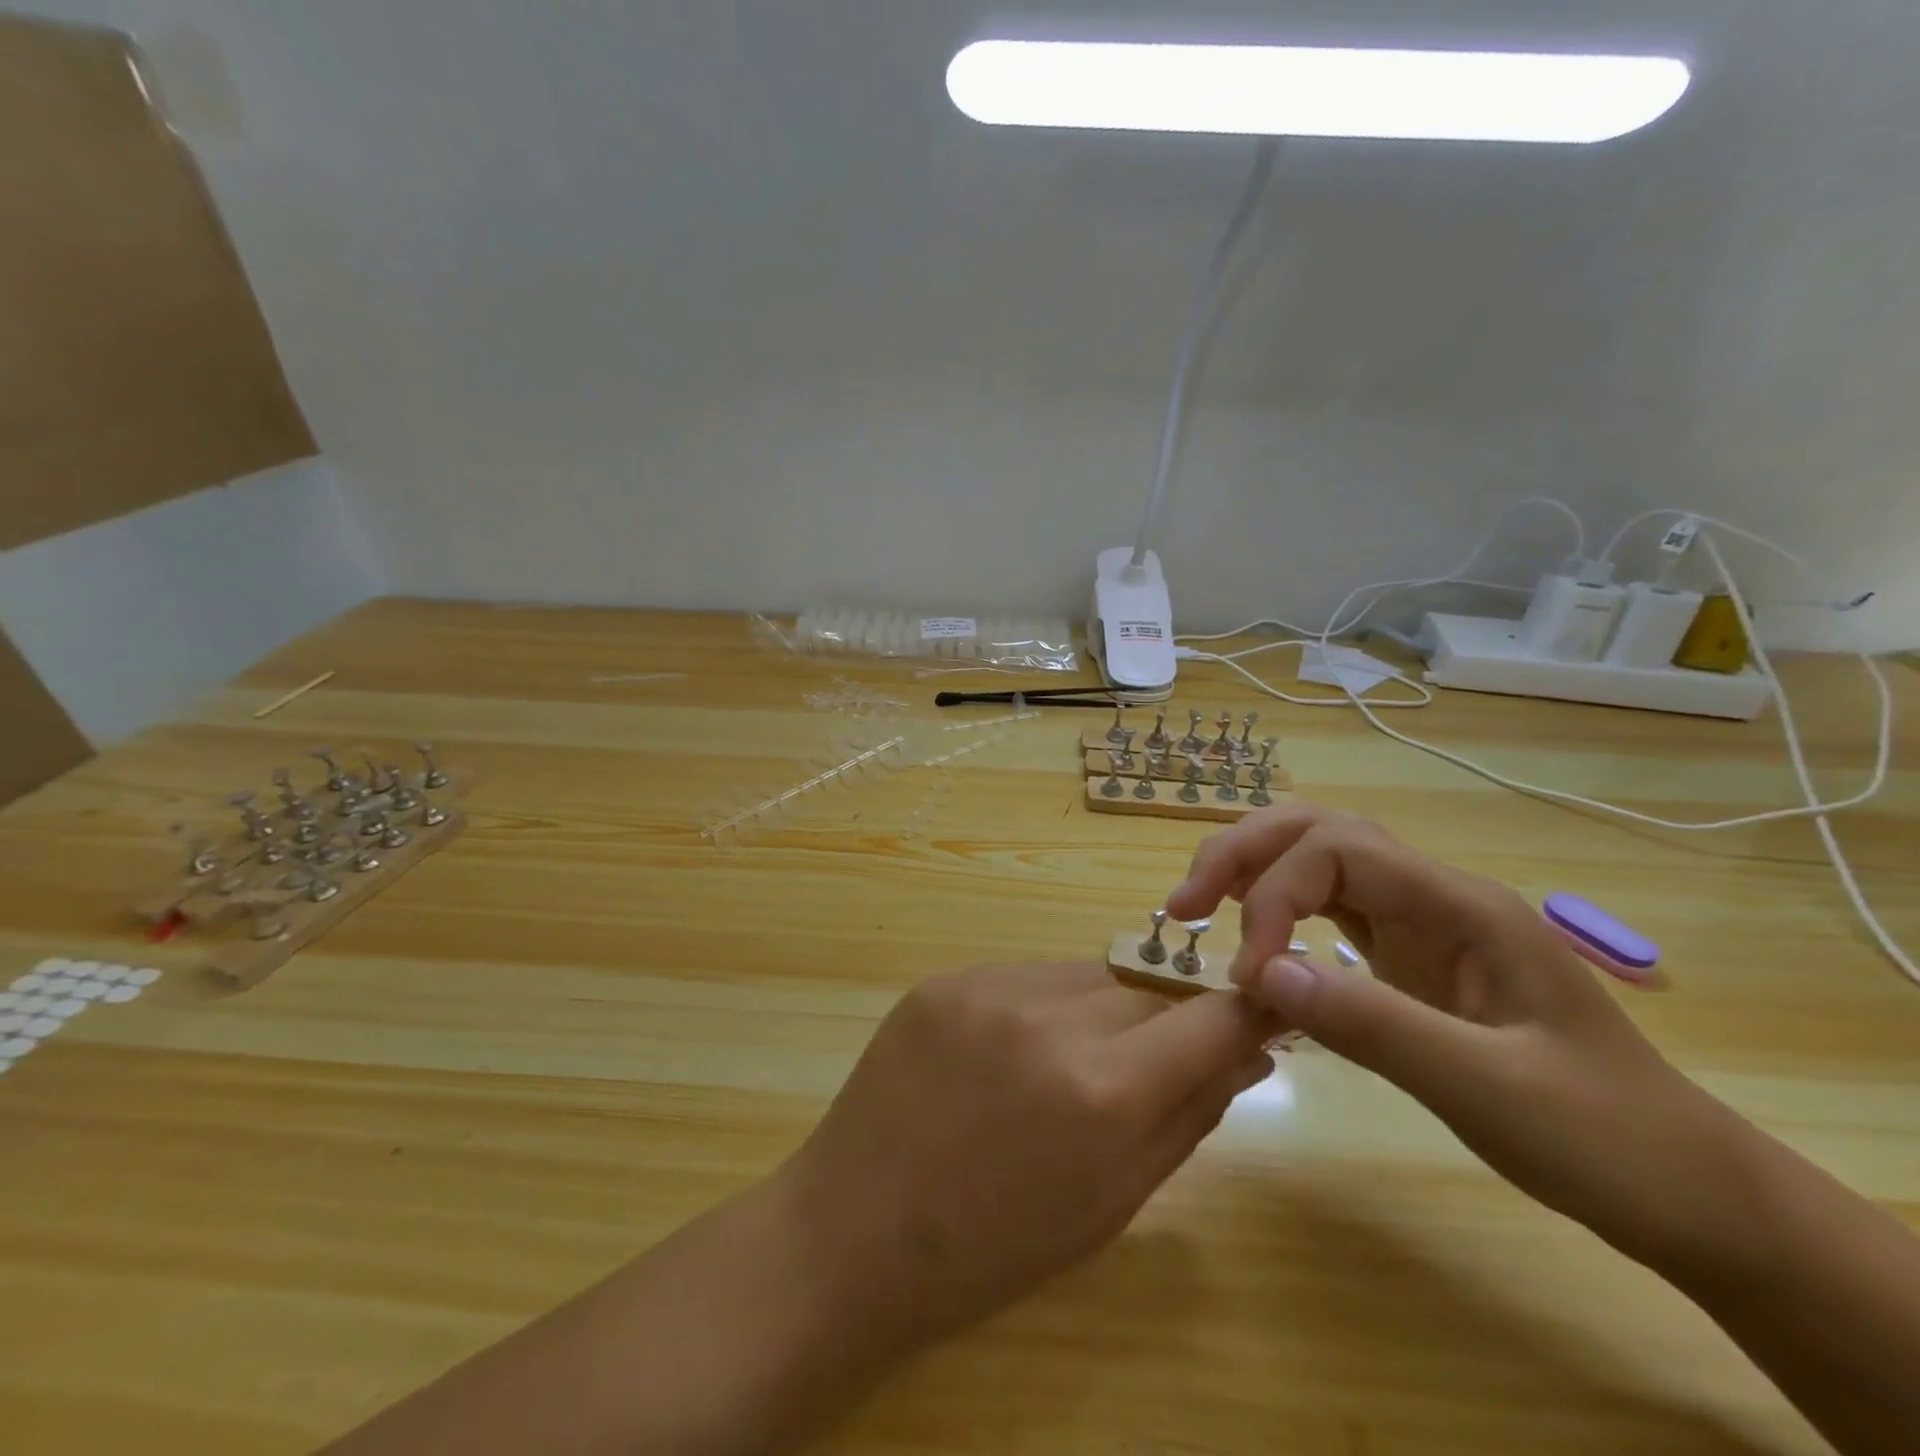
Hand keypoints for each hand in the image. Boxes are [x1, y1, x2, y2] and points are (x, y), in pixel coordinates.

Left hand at [778, 963, 1279, 1349]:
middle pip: (1146, 990)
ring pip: (1086, 974)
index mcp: (1102, 1091)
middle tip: (1138, 1068)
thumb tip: (1251, 1052)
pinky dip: (1041, 1004)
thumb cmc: (995, 1245)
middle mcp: (1050, 1018)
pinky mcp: (946, 978)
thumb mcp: (1111, 1201)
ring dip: (1099, 1009)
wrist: (855, 1229)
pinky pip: (1025, 975)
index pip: (1209, 1020)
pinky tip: (1011, 1053)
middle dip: (1161, 1023)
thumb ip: (1189, 1117)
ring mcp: (988, 988)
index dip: (1248, 1008)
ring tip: (1064, 1065)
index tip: (1268, 1003)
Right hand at [1166, 806, 1736, 1265]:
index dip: (1273, 896)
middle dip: (1243, 853)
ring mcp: (1422, 921)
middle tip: (1184, 902)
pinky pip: (1330, 906)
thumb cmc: (1604, 1138)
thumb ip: (1373, 1024)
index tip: (1250, 975)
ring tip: (1200, 907)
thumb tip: (1260, 973)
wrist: (1686, 1188)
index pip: (1336, 850)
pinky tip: (1255, 938)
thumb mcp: (1489, 1089)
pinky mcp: (1410, 954)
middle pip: (1318, 829)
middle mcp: (1434, 894)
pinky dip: (1278, 909)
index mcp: (1459, 903)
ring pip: (1319, 859)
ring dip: (1253, 871)